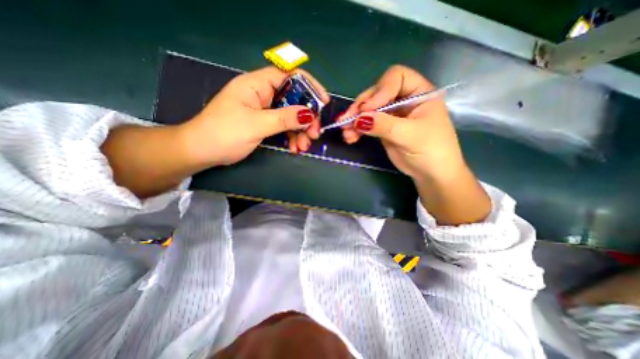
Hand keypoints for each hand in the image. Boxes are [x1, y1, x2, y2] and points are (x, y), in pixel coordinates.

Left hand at [179, 66, 329, 166]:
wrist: (202, 151)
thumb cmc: (224, 133)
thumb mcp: (256, 125)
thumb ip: (284, 119)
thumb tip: (309, 114)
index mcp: (257, 85)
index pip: (289, 76)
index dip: (309, 87)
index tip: (323, 103)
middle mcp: (263, 94)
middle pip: (294, 100)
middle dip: (306, 118)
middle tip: (314, 134)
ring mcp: (265, 110)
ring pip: (290, 116)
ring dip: (300, 131)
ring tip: (303, 146)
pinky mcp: (265, 123)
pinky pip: (284, 127)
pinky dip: (291, 137)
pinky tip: (294, 148)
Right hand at [343, 65, 491, 224]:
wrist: (431, 173)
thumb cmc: (431, 151)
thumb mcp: (409, 135)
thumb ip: (384, 125)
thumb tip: (358, 119)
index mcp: (419, 93)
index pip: (396, 78)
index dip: (380, 90)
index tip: (368, 109)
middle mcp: (403, 100)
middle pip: (377, 93)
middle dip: (360, 107)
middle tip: (346, 120)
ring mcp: (392, 114)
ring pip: (368, 110)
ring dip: (354, 120)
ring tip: (346, 133)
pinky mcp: (383, 128)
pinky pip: (366, 124)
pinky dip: (356, 130)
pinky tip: (349, 137)